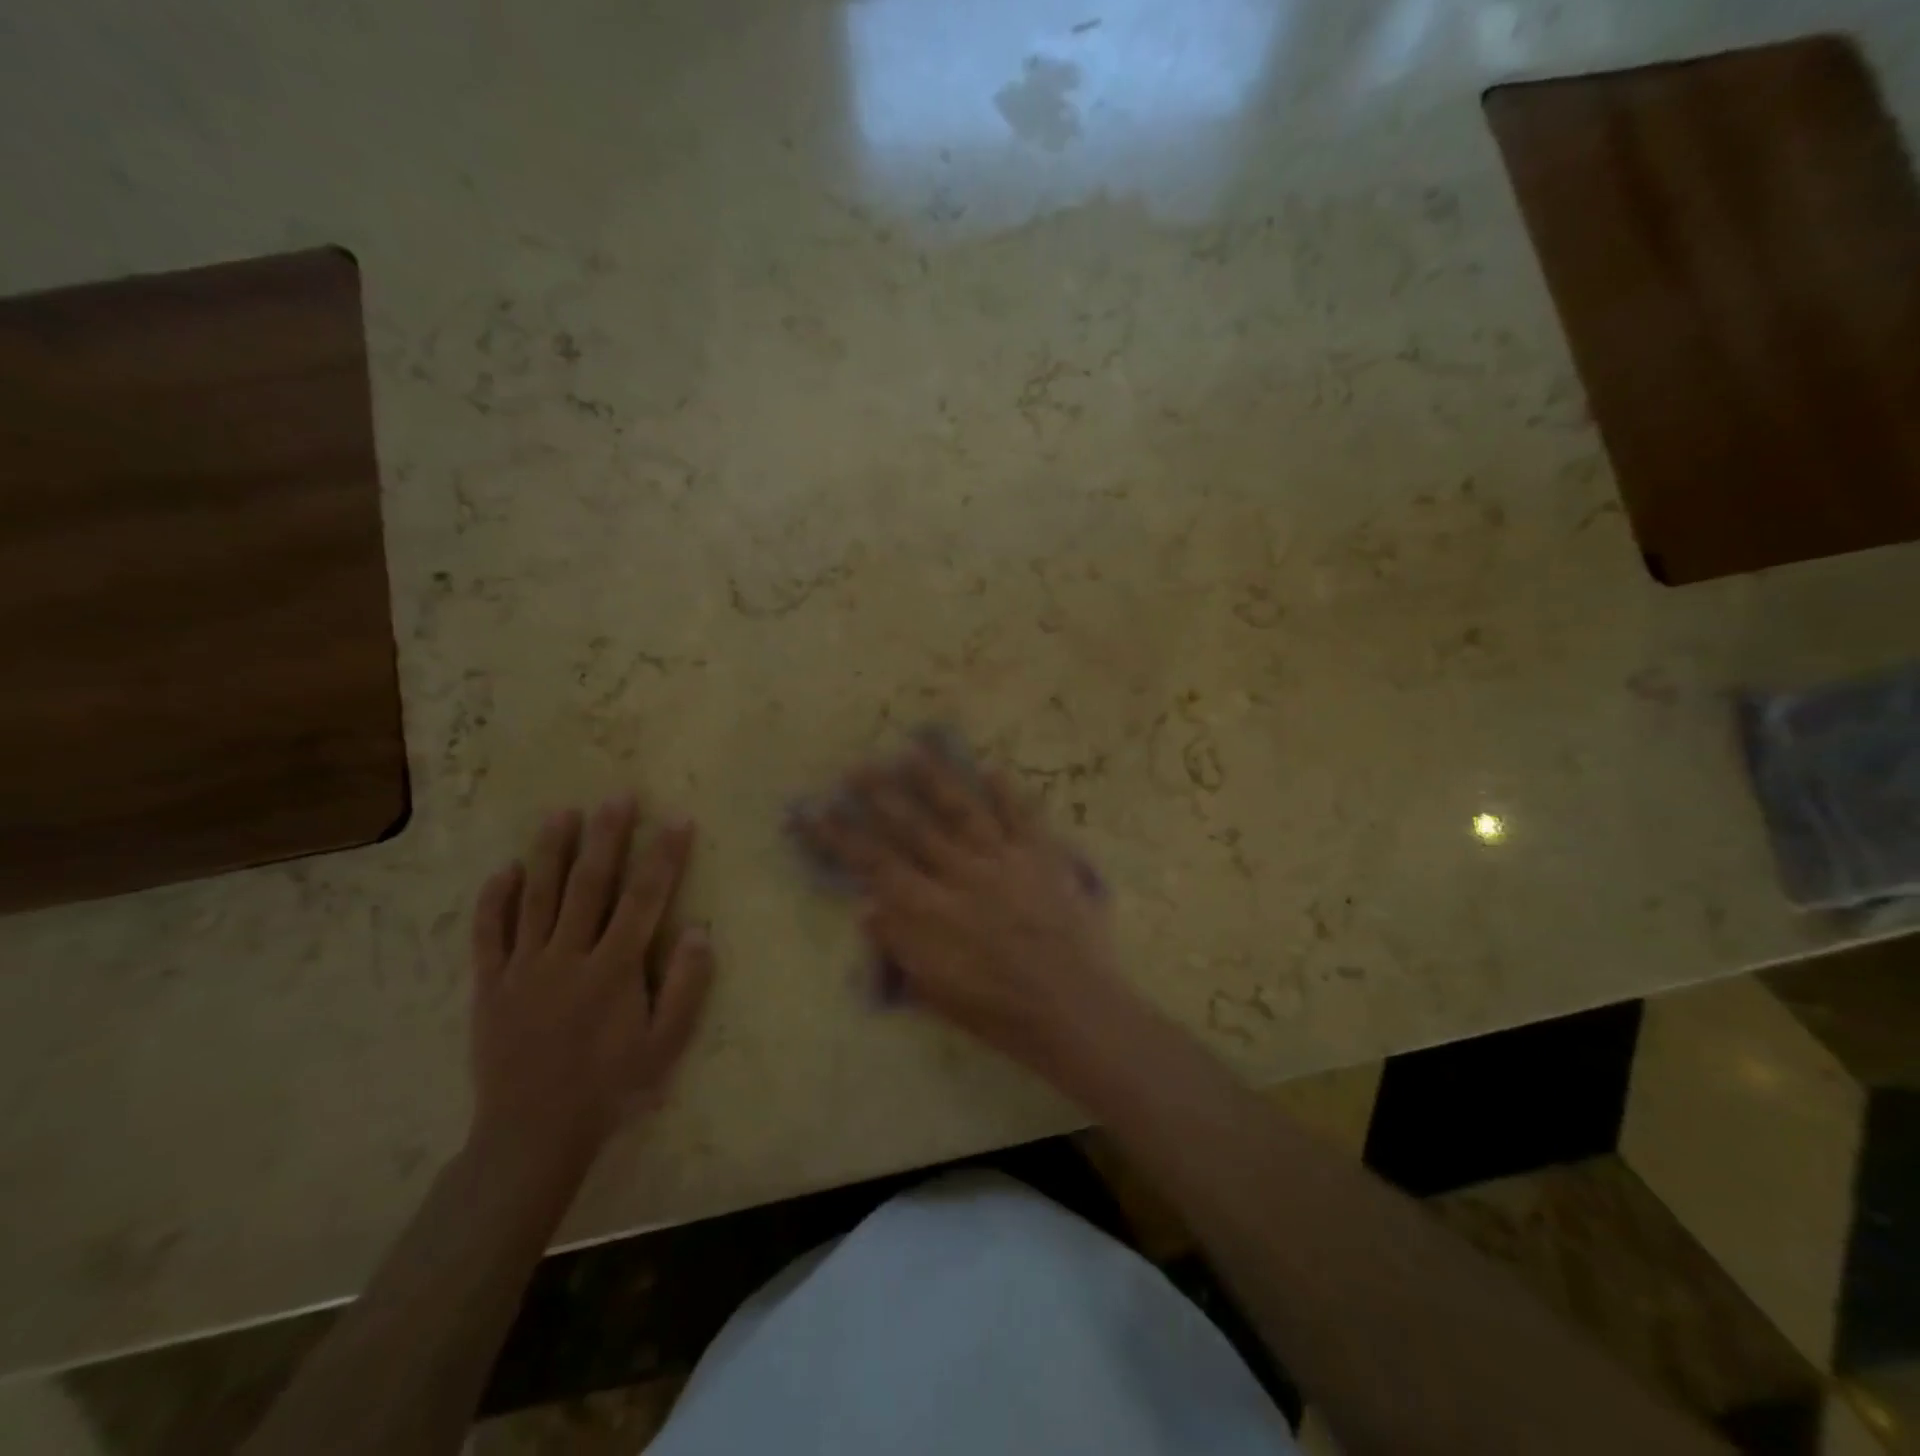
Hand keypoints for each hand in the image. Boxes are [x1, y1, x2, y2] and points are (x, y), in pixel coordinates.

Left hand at [468, 796, 713, 1170]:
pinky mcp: (491, 985)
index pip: (645, 898)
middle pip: (590, 884)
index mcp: (614, 969)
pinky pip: (489, 934)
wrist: (532, 1135)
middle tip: (617, 796)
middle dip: (607, 837)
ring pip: (537, 897)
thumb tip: (700, 930)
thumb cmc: (610, 1088)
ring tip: (562, 813)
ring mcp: (524, 968)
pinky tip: (504, 870)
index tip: (677, 821)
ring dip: (551, 852)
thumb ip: (685, 987)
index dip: (663, 857)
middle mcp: (568, 956)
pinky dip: (495, 900)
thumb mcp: (665, 1046)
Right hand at [796, 746, 1128, 1074]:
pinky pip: (1021, 816)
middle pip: (913, 827)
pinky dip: (1006, 791)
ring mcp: (1003, 860)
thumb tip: (867, 907)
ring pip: (962, 810)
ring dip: (935, 779)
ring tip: (912, 750)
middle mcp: (960, 874)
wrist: (1072, 1007)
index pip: (874, 863)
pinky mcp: (1041, 856)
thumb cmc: (998, 1011)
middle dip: (881, 795)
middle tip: (857, 765)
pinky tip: (992, 768)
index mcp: (930, 910)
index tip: (814, 810)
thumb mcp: (936, 991)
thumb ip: (900, 945)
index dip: (840, 836)